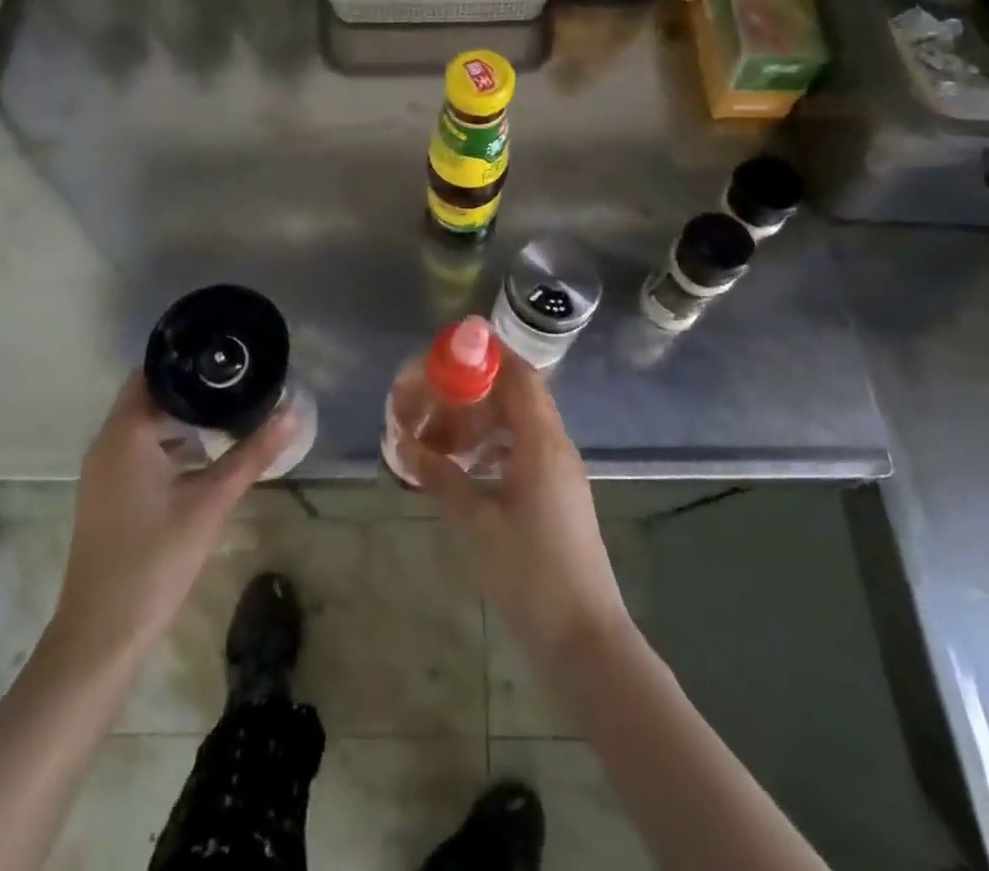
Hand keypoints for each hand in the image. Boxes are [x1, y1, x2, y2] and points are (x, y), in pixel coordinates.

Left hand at [47, 373, 297, 665]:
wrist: (102, 636)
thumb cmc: (155, 559)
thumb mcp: (212, 502)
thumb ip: (253, 454)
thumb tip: (292, 411)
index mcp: (126, 434)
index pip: (153, 372)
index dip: (189, 360)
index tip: (227, 356)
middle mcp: (108, 443)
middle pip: (151, 396)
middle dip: (193, 389)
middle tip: (239, 382)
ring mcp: (104, 471)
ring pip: (145, 425)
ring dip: (182, 418)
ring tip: (230, 412)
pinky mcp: (109, 494)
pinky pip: (140, 450)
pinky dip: (170, 444)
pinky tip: (205, 456)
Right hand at [404, 354, 629, 668]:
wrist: (584, 640)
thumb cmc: (530, 574)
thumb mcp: (476, 523)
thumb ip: (441, 478)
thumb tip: (404, 445)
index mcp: (542, 443)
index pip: (520, 377)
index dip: (490, 355)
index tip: (454, 347)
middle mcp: (556, 447)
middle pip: (517, 397)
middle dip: (475, 391)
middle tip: (435, 396)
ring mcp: (560, 472)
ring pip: (519, 426)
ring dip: (483, 421)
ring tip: (443, 433)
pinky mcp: (557, 496)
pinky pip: (523, 451)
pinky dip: (494, 447)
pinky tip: (466, 465)